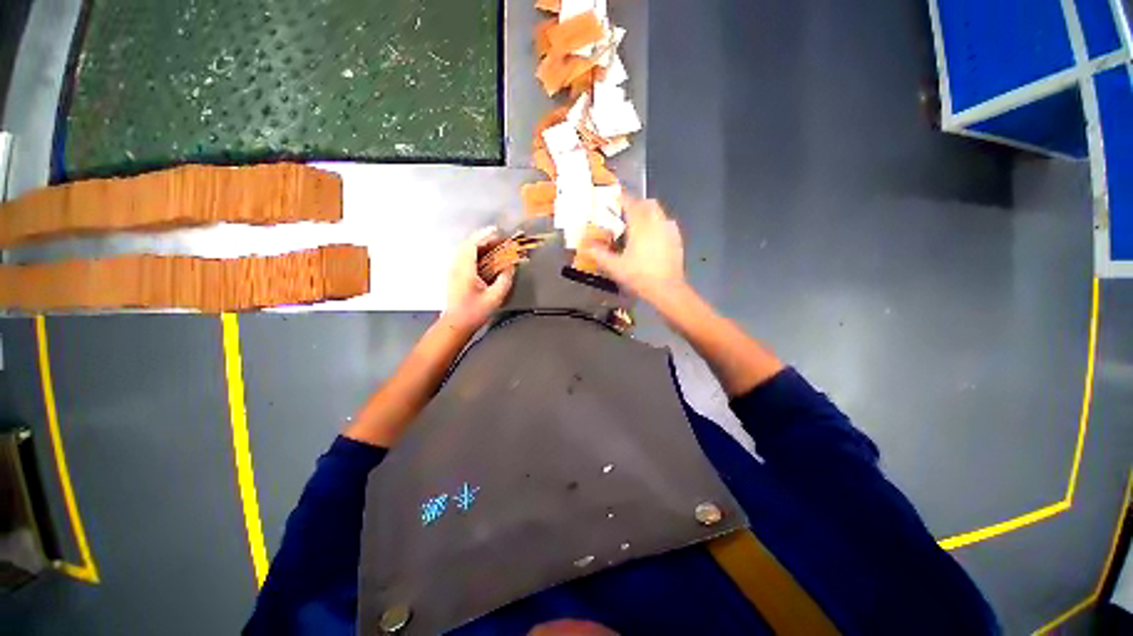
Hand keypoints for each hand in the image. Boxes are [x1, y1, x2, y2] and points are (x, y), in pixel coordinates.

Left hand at [442, 227, 514, 333]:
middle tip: (500, 240)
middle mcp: (456, 266)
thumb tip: (511, 266)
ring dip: (480, 246)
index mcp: (465, 269)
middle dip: (485, 239)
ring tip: (496, 247)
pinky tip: (487, 258)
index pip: (472, 244)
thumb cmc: (475, 312)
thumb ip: (505, 280)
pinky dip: (477, 253)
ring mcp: (454, 270)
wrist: (456, 325)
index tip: (498, 232)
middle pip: (468, 245)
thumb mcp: (495, 297)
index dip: (485, 236)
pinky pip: (465, 257)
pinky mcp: (455, 275)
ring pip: (466, 250)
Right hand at [581, 198, 685, 300]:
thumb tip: (586, 246)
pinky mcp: (677, 240)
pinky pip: (666, 224)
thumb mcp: (615, 267)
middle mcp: (657, 223)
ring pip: (658, 213)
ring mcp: (669, 230)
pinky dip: (657, 224)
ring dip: (648, 213)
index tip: (615, 196)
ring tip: (638, 224)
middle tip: (626, 212)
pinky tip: (652, 237)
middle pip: (647, 203)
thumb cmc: (639, 276)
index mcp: (641, 226)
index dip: (622, 198)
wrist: (667, 289)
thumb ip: (599, 255)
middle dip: (637, 203)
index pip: (631, 204)